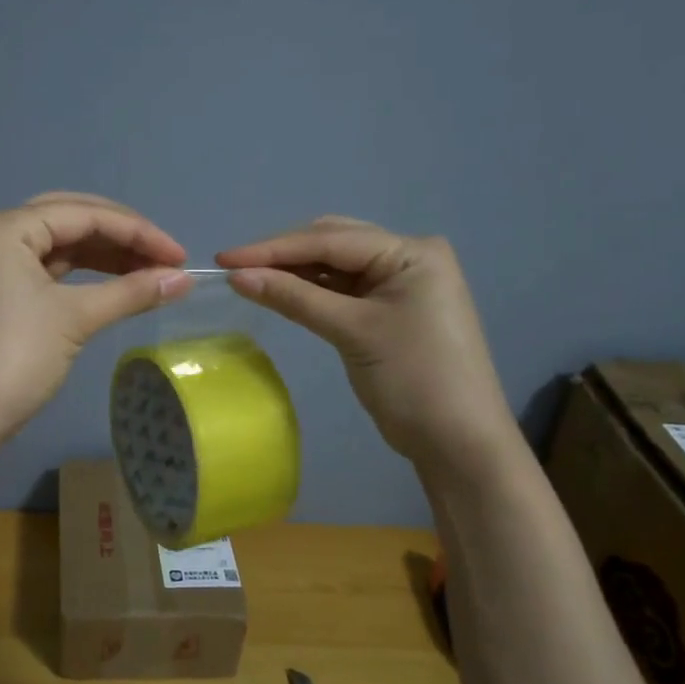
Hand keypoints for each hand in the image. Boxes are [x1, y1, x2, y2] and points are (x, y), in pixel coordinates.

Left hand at [0, 193, 191, 445]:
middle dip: (122, 236)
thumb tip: (184, 280)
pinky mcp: (2, 290)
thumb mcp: (76, 318)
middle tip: (166, 257)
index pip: (84, 215)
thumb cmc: (16, 357)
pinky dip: (85, 274)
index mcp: (7, 227)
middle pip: (72, 219)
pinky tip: (118, 282)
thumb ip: (132, 292)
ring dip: (107, 255)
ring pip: (62, 244)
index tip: (181, 256)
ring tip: (151, 272)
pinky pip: (51, 268)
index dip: (138, 232)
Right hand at [217, 218, 518, 487]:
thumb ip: (294, 298)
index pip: (331, 240)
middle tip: (233, 267)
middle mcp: (408, 257)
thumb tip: (237, 276)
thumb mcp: (352, 332)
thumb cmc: (414, 380)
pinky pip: (342, 289)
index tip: (225, 258)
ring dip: (294, 271)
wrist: (459, 443)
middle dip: (282, 254)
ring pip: (335, 266)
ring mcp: (400, 283)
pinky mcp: (389, 309)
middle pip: (333, 243)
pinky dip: (310, 291)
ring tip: (247, 277)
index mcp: (411, 252)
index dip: (273, 248)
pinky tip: (279, 291)